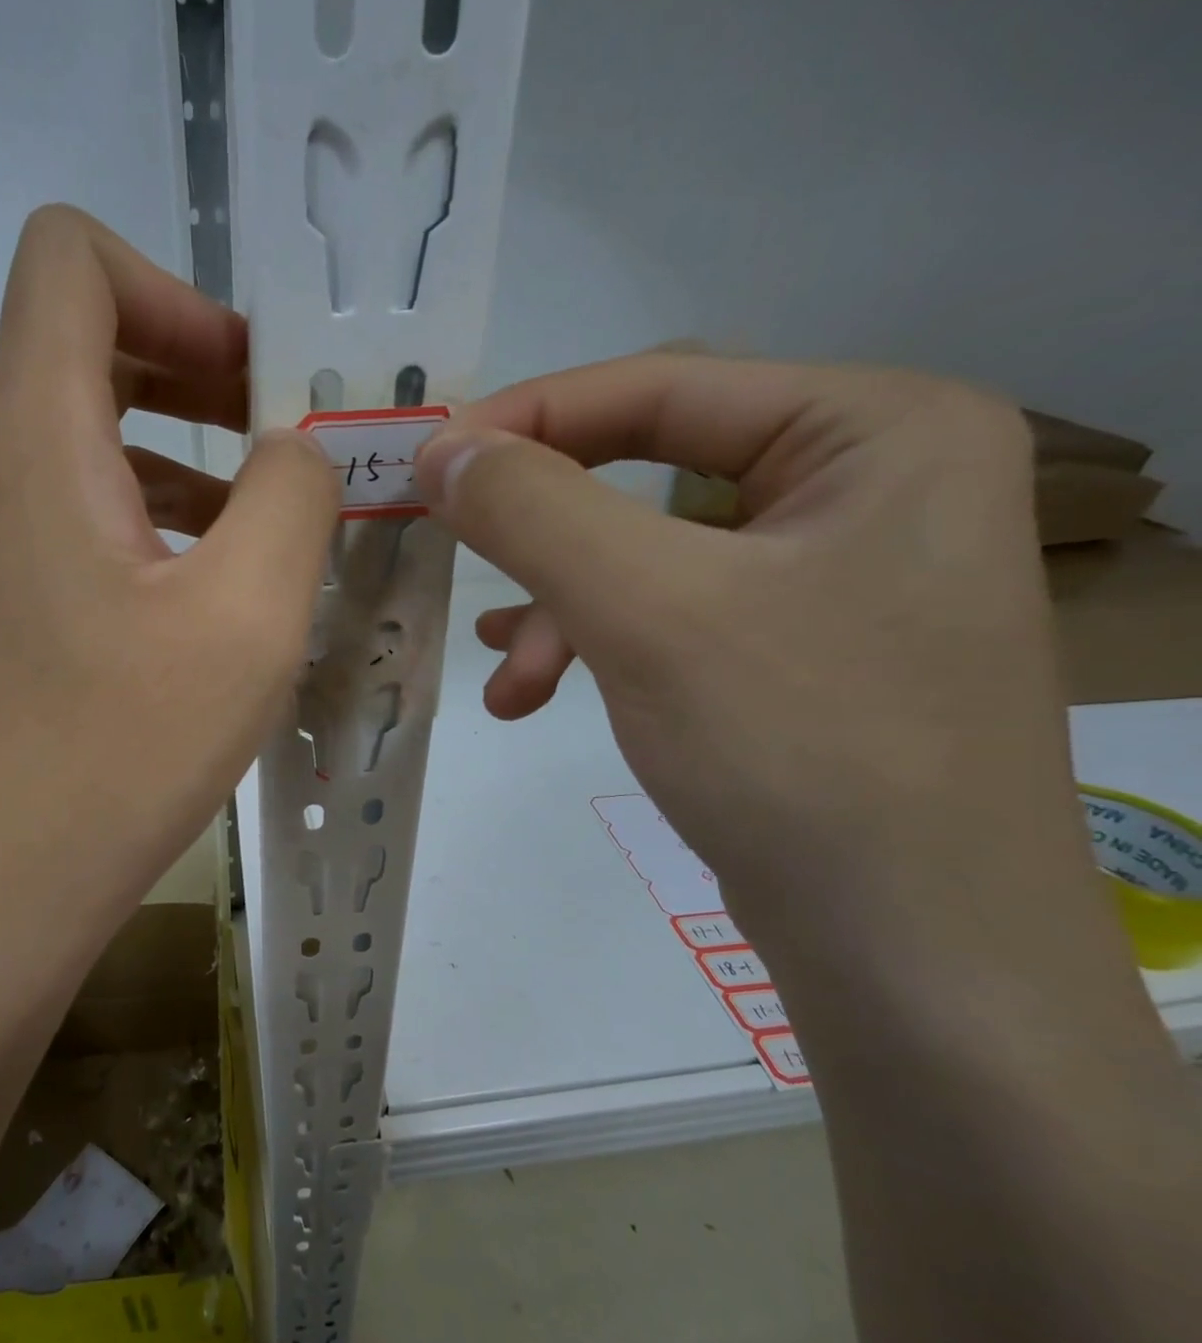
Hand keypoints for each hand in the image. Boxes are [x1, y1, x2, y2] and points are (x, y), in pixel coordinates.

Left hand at [0, 205, 334, 965]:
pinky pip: (80, 516)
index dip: (173, 289)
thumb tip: (293, 449)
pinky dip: (153, 520)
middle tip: (286, 443)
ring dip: (186, 458)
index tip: (251, 379)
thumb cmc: (120, 750)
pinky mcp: (1, 603)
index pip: (67, 260)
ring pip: (88, 441)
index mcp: (34, 438)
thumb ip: (293, 494)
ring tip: (269, 530)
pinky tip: (211, 595)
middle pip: (84, 346)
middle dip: (198, 372)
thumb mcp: (247, 615)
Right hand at [412, 355, 1082, 948]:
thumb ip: (533, 511)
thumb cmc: (797, 751)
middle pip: (650, 472)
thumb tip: (441, 450)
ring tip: (508, 679)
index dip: (530, 418)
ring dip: (558, 609)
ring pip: (645, 555)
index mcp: (875, 430)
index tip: (429, 467)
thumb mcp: (646, 610)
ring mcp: (835, 573)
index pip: (663, 386)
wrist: (913, 956)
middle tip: (461, 567)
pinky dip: (593, 646)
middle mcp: (867, 484)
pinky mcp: (797, 648)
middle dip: (545, 539)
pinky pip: (667, 614)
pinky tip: (533, 690)